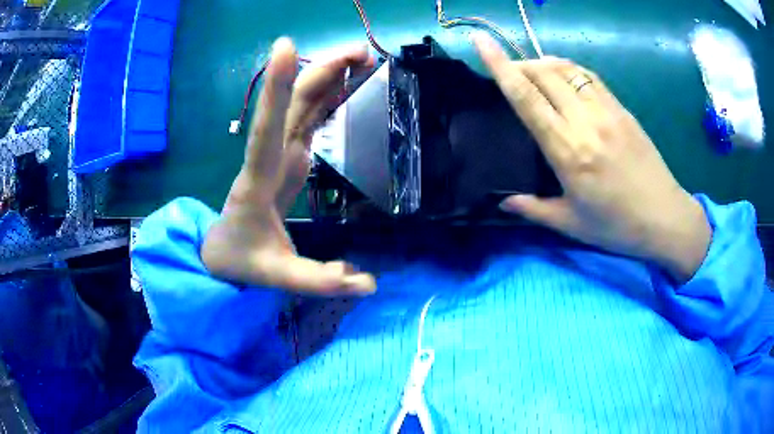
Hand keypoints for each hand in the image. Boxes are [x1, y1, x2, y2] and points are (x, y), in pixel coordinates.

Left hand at [202, 37, 376, 294]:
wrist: (221, 251)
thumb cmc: (242, 259)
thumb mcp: (276, 276)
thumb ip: (317, 280)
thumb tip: (368, 284)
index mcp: (258, 181)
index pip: (266, 129)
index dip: (275, 88)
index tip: (284, 47)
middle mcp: (267, 156)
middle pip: (292, 104)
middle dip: (322, 72)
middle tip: (362, 52)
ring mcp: (278, 152)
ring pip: (301, 104)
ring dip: (328, 76)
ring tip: (362, 57)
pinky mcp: (288, 155)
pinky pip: (309, 118)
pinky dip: (328, 96)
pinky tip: (347, 82)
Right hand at [473, 34, 710, 282]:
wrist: (664, 217)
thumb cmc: (617, 226)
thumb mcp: (571, 224)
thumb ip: (533, 209)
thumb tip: (502, 201)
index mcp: (567, 151)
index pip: (526, 97)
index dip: (500, 66)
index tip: (480, 41)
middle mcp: (584, 121)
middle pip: (543, 74)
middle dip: (518, 64)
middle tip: (507, 70)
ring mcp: (606, 110)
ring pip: (566, 69)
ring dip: (542, 63)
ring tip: (532, 70)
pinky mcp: (621, 108)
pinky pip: (588, 76)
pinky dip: (568, 69)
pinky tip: (563, 76)